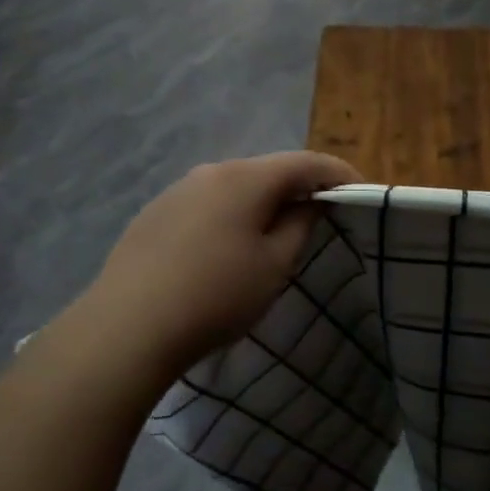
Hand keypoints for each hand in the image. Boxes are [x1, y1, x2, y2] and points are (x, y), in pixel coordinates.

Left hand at [78, 152, 363, 385]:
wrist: (127, 327)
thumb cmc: (216, 295)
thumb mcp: (274, 266)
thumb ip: (300, 225)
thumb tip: (308, 203)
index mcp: (246, 178)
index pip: (307, 162)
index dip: (339, 174)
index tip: (362, 192)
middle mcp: (211, 172)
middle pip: (268, 171)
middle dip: (299, 188)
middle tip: (322, 215)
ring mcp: (177, 191)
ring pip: (234, 187)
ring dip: (262, 203)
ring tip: (275, 234)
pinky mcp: (153, 215)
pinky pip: (206, 205)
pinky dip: (229, 216)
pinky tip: (225, 248)